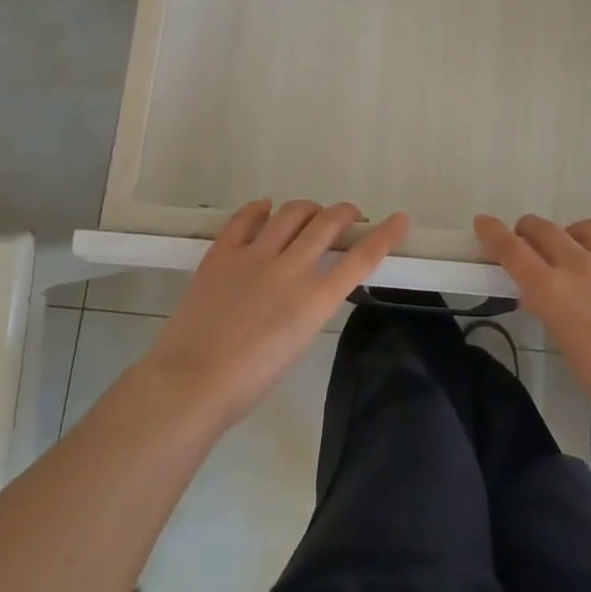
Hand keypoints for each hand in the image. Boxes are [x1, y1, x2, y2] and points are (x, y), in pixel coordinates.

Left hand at [143, 199, 409, 428]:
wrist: (191, 382)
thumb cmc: (249, 380)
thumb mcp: (297, 342)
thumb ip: (310, 306)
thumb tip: (310, 284)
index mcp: (315, 299)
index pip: (361, 258)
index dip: (385, 235)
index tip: (400, 220)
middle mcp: (291, 268)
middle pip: (328, 223)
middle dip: (345, 212)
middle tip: (348, 215)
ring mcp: (255, 255)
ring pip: (292, 212)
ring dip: (308, 208)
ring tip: (309, 213)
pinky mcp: (223, 252)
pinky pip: (246, 218)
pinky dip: (260, 209)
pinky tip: (265, 209)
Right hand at [473, 213, 590, 433]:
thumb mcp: (567, 349)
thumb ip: (553, 313)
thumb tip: (544, 297)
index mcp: (553, 291)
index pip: (513, 251)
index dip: (493, 233)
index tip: (483, 223)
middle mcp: (581, 266)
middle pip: (545, 229)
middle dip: (529, 229)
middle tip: (527, 239)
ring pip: (588, 226)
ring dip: (576, 233)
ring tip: (578, 247)